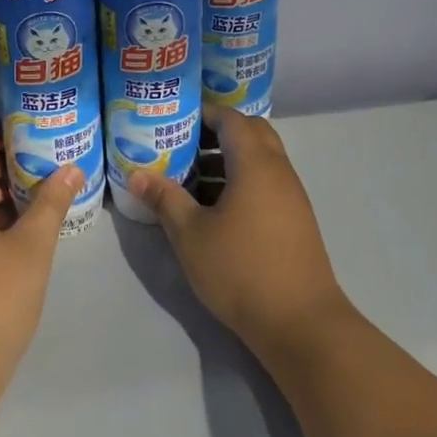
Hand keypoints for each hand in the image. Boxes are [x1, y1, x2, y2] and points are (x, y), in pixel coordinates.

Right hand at [130, 107, 353, 362]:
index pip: (232, 119)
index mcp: (256, 164)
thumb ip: (164, 199)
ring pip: (259, 161)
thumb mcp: (191, 234)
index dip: (204, 112)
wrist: (300, 323)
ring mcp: (291, 197)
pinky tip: (213, 210)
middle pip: (250, 134)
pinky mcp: (294, 220)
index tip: (174, 117)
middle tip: (182, 145)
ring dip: (227, 161)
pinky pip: (265, 184)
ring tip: (189, 178)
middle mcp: (279, 171)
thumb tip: (136, 174)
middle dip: (216, 134)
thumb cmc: (241, 269)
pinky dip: (240, 183)